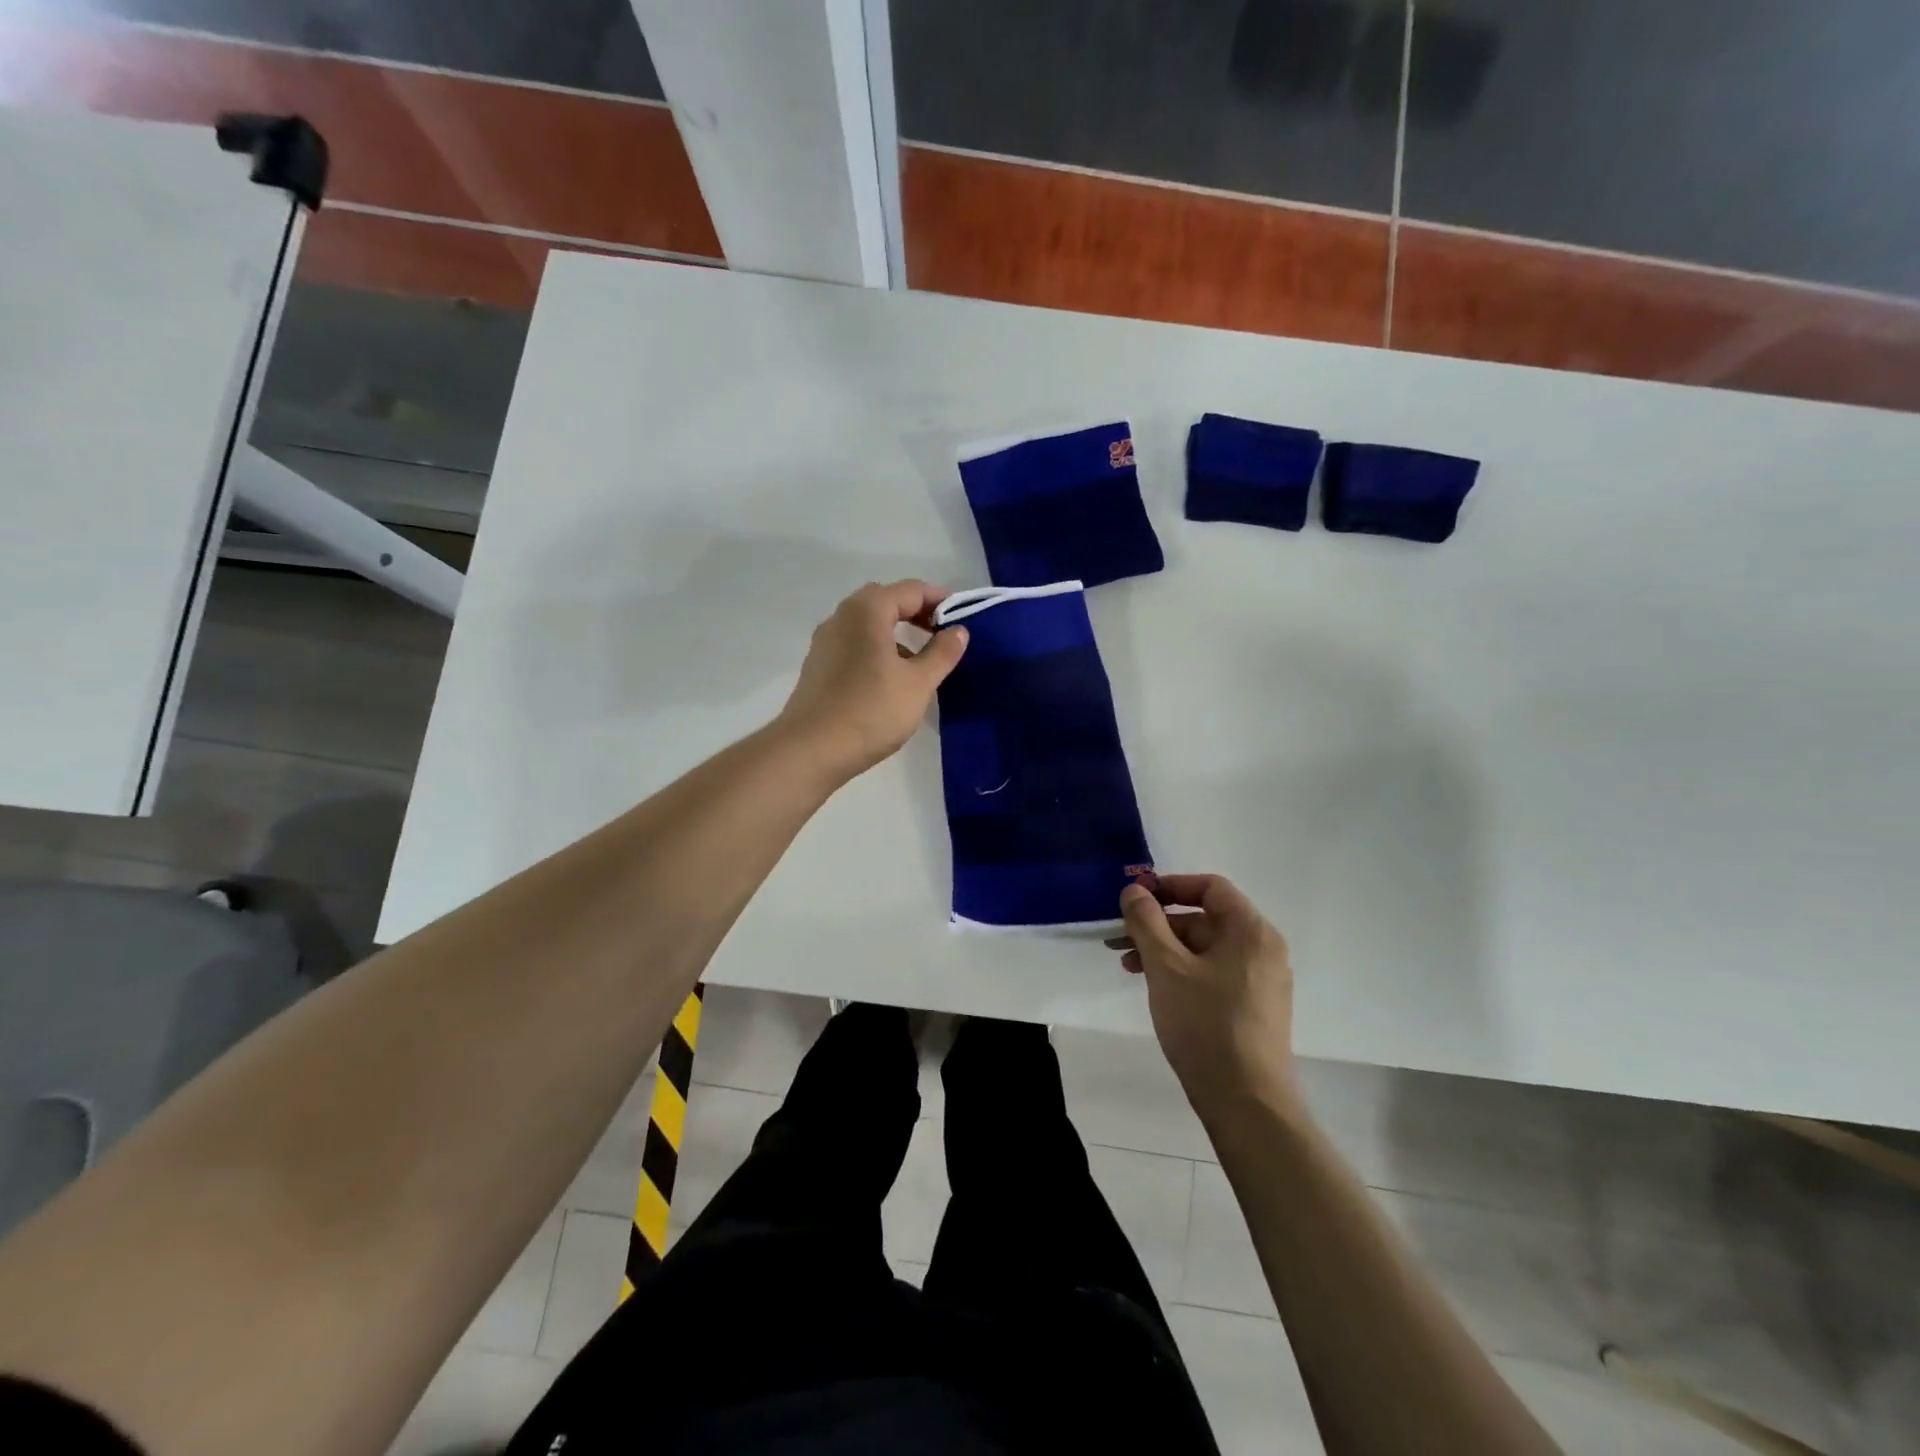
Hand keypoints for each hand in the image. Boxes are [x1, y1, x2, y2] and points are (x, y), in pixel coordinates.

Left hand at [777, 580, 968, 783]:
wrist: (811, 750)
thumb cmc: (871, 711)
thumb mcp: (918, 683)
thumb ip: (942, 653)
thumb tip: (958, 631)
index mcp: (867, 610)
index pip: (911, 590)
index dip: (940, 600)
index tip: (962, 618)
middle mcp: (841, 617)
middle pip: (886, 602)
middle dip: (916, 613)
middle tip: (942, 635)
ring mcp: (825, 642)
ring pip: (867, 625)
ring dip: (895, 634)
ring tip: (920, 662)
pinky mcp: (818, 666)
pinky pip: (854, 645)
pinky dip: (876, 650)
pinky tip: (890, 681)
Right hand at [1118, 874, 1297, 1112]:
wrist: (1245, 1102)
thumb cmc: (1206, 1024)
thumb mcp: (1166, 967)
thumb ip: (1146, 922)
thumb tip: (1134, 890)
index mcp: (1251, 931)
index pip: (1211, 888)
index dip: (1170, 886)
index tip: (1136, 898)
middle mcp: (1262, 950)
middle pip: (1205, 919)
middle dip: (1159, 924)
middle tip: (1119, 939)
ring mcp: (1260, 981)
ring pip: (1205, 949)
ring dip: (1164, 949)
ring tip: (1128, 966)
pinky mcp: (1252, 1007)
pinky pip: (1213, 973)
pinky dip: (1182, 971)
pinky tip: (1155, 986)